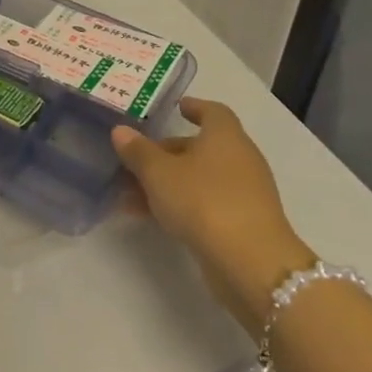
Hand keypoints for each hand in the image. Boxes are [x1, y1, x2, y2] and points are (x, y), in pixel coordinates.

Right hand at [112, 98, 313, 337]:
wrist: (251, 263)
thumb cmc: (203, 201)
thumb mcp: (158, 173)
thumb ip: (138, 151)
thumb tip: (121, 131)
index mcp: (225, 137)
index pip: (213, 112)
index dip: (195, 107)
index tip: (177, 108)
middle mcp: (240, 159)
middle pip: (201, 147)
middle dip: (167, 153)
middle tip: (135, 160)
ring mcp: (245, 193)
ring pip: (200, 178)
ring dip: (167, 183)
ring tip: (131, 195)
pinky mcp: (244, 223)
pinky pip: (206, 203)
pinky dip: (180, 204)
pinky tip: (151, 217)